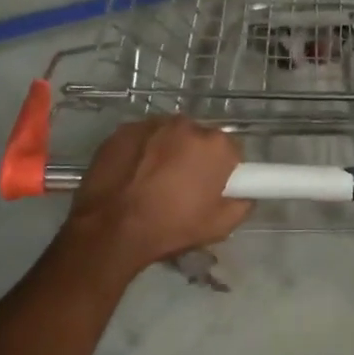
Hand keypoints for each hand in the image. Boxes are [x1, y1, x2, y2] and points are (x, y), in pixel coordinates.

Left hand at [58, 117, 251, 277]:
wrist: (110, 230)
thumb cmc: (170, 227)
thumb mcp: (219, 227)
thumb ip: (242, 204)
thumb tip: (243, 195)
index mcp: (215, 145)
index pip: (231, 150)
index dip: (224, 169)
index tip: (212, 187)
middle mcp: (187, 125)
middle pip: (199, 138)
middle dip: (194, 157)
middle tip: (182, 186)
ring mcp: (152, 124)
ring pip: (169, 136)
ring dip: (167, 151)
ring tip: (152, 182)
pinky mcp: (124, 130)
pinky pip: (142, 138)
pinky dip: (141, 151)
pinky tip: (131, 175)